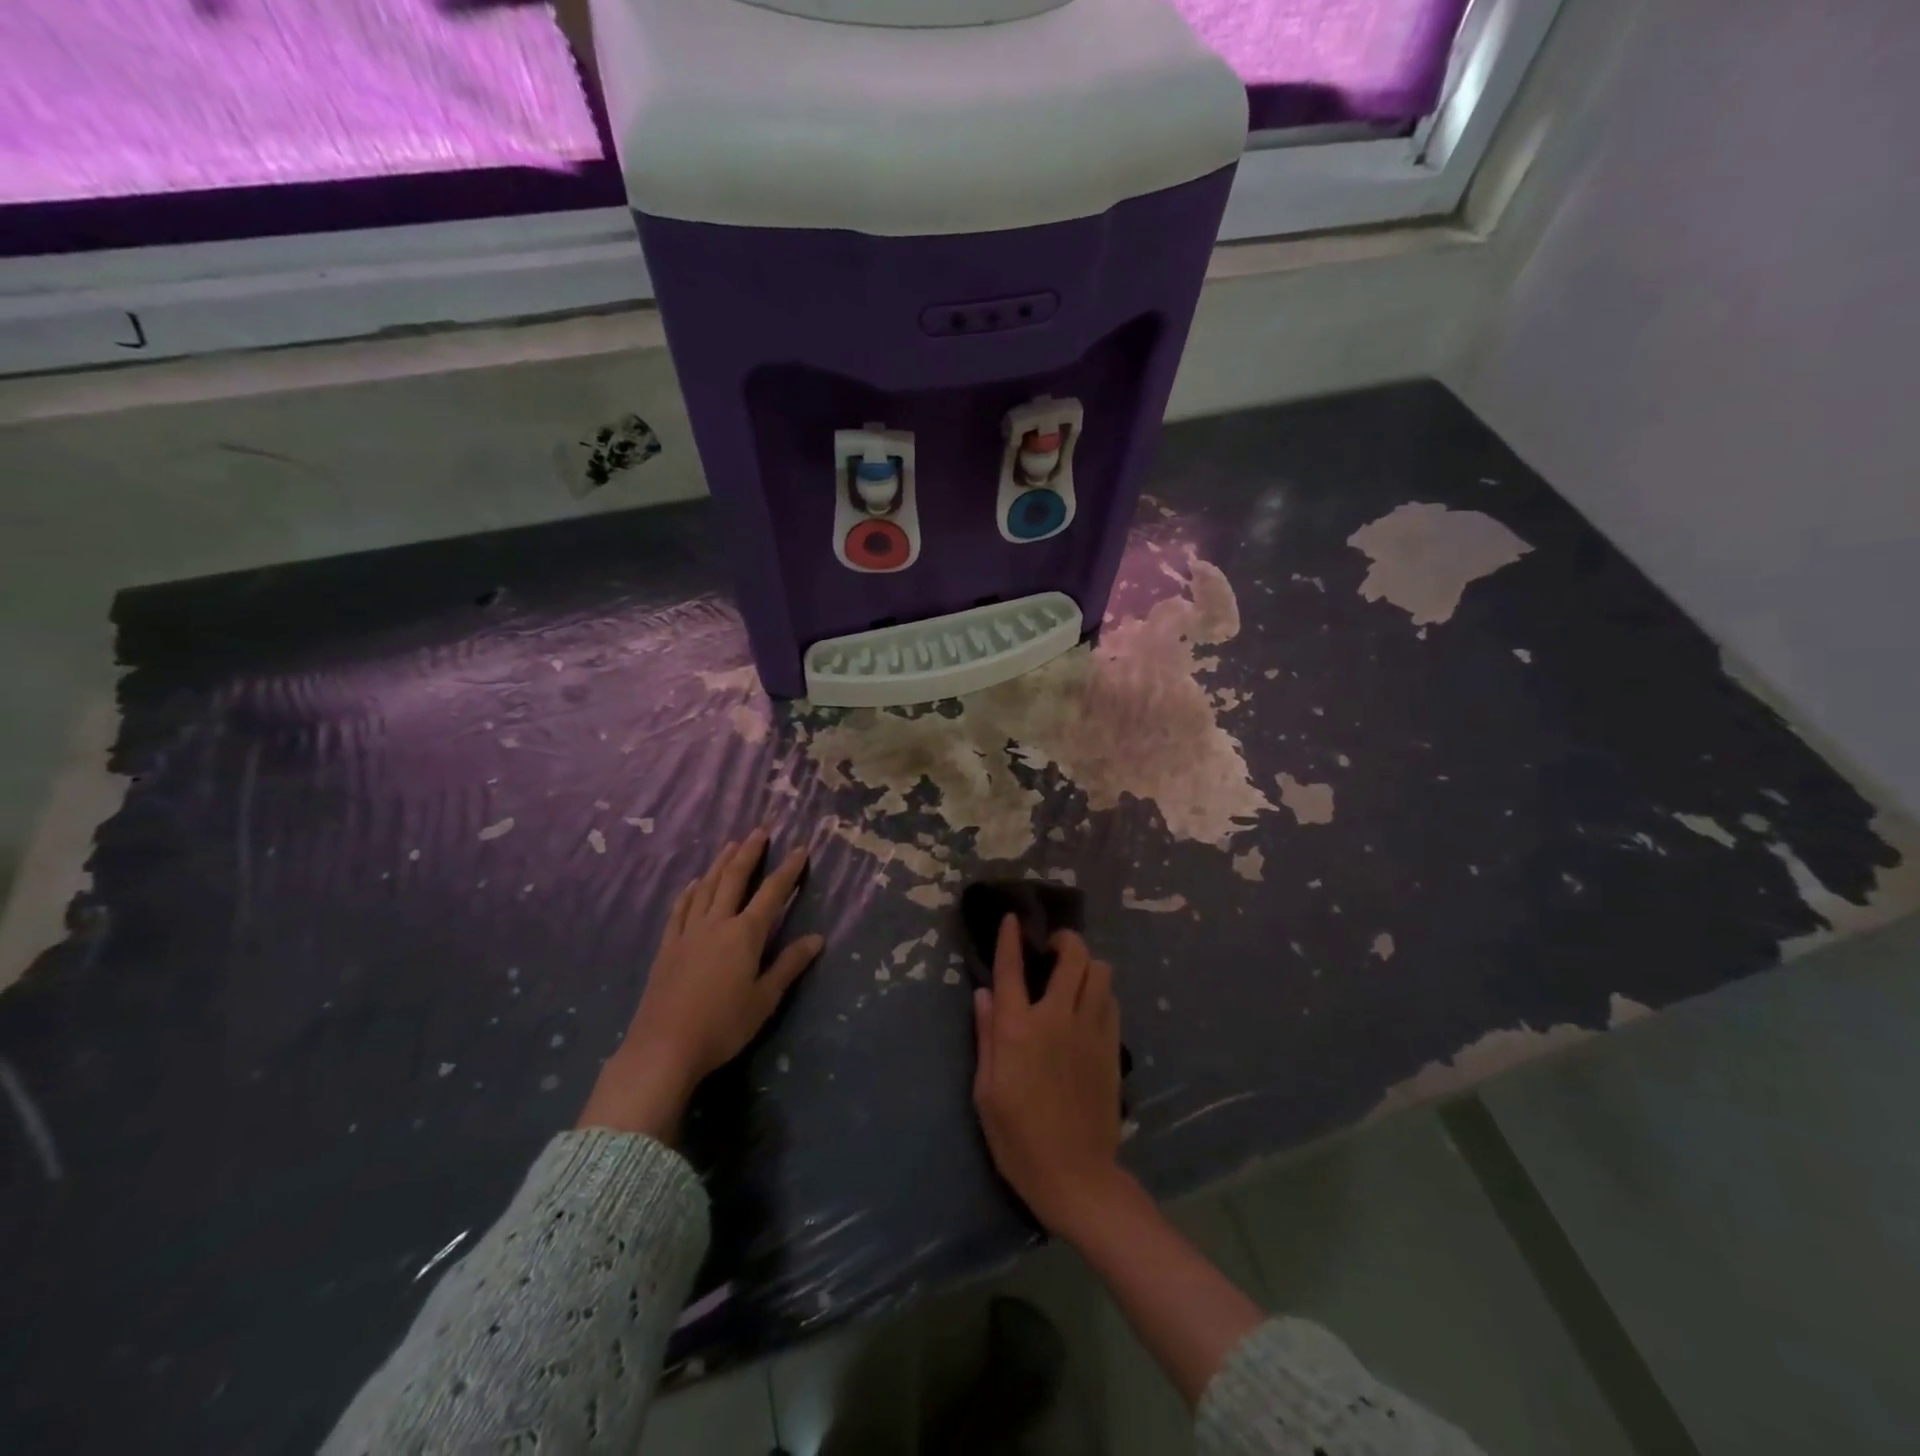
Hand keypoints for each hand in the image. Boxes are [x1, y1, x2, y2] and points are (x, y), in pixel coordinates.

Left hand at [578, 828, 822, 1142]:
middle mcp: (717, 923)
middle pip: (734, 879)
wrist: (664, 1047)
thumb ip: (789, 965)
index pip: (772, 893)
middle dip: (749, 853)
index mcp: (745, 934)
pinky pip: (679, 910)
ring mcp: (688, 933)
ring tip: (731, 845)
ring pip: (705, 888)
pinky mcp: (668, 947)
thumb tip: (817, 938)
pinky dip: (688, 893)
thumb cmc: (723, 1025)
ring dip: (719, 864)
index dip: (788, 870)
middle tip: (760, 830)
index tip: (801, 848)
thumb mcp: (764, 999)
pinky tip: (692, 884)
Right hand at [971, 916, 1125, 1234]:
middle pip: (1072, 956)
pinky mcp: (1112, 1047)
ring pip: (1100, 972)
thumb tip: (984, 994)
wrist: (1076, 1176)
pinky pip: (1111, 1001)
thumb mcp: (986, 1092)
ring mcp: (1090, 1030)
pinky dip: (1100, 992)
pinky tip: (1089, 1006)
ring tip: (1073, 976)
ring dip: (1087, 964)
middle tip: (1052, 947)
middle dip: (1064, 940)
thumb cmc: (1018, 1139)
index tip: (1012, 918)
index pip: (1012, 969)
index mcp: (1018, 1029)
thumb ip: (985, 1036)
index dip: (1011, 938)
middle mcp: (1056, 1019)